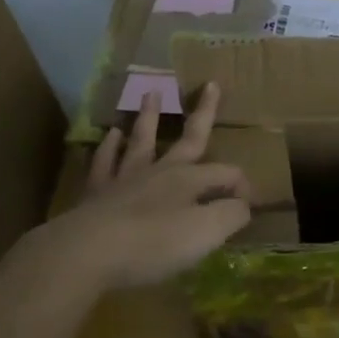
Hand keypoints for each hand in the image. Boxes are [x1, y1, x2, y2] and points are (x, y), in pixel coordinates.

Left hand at [11, 83, 251, 295]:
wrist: (88, 252)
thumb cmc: (154, 243)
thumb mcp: (206, 233)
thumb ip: (231, 215)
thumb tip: (244, 204)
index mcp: (190, 180)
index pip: (225, 173)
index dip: (241, 185)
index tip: (250, 204)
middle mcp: (161, 171)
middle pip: (188, 138)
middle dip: (204, 113)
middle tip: (211, 85)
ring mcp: (126, 179)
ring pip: (142, 140)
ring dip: (149, 117)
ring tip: (151, 93)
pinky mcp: (97, 193)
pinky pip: (105, 162)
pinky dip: (109, 147)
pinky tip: (111, 135)